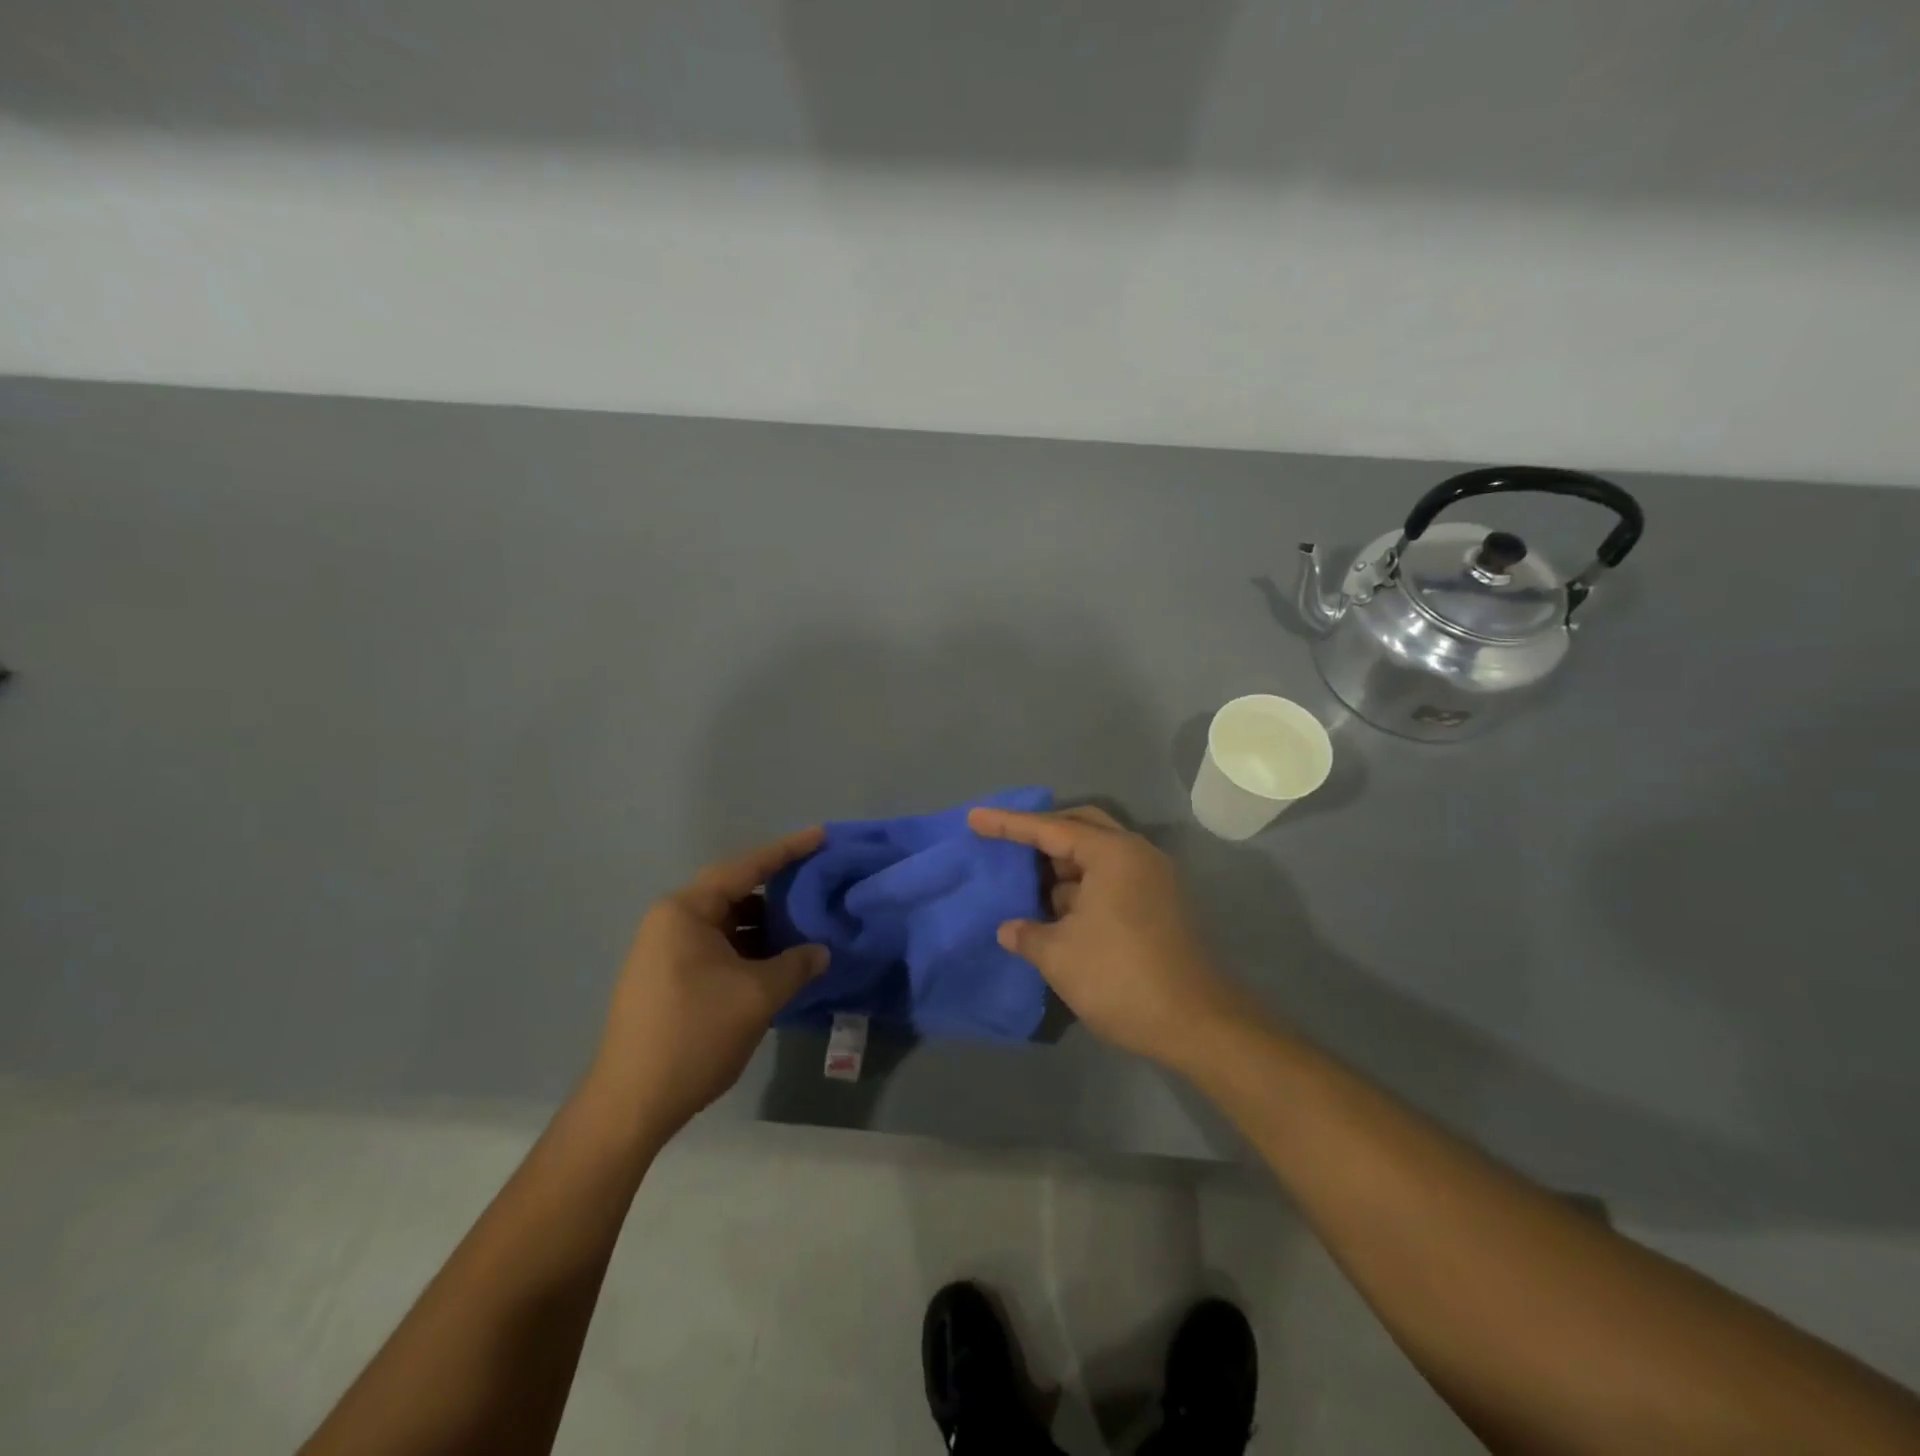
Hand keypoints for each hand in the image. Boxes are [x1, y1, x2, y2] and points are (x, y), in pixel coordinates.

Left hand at [590, 827, 829, 1139]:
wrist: (631, 1104)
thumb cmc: (694, 1036)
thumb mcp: (757, 996)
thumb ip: (796, 965)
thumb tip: (820, 951)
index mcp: (685, 911)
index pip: (745, 868)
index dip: (787, 851)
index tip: (820, 836)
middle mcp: (671, 921)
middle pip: (734, 893)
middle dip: (778, 893)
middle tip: (819, 888)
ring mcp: (665, 950)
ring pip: (726, 924)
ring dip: (764, 928)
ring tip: (806, 931)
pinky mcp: (667, 977)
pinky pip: (716, 948)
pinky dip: (747, 951)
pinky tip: (777, 964)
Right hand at [969, 806, 1253, 1070]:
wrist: (1198, 1024)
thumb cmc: (1121, 979)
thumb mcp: (1060, 956)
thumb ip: (1028, 934)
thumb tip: (1010, 929)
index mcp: (1112, 854)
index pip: (1050, 828)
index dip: (1007, 824)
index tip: (974, 818)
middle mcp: (1136, 855)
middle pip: (1080, 829)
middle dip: (1041, 835)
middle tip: (1006, 845)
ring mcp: (1152, 879)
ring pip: (1096, 856)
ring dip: (1061, 866)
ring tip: (1025, 884)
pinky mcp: (1159, 905)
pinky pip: (1110, 879)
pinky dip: (1081, 888)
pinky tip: (1056, 910)